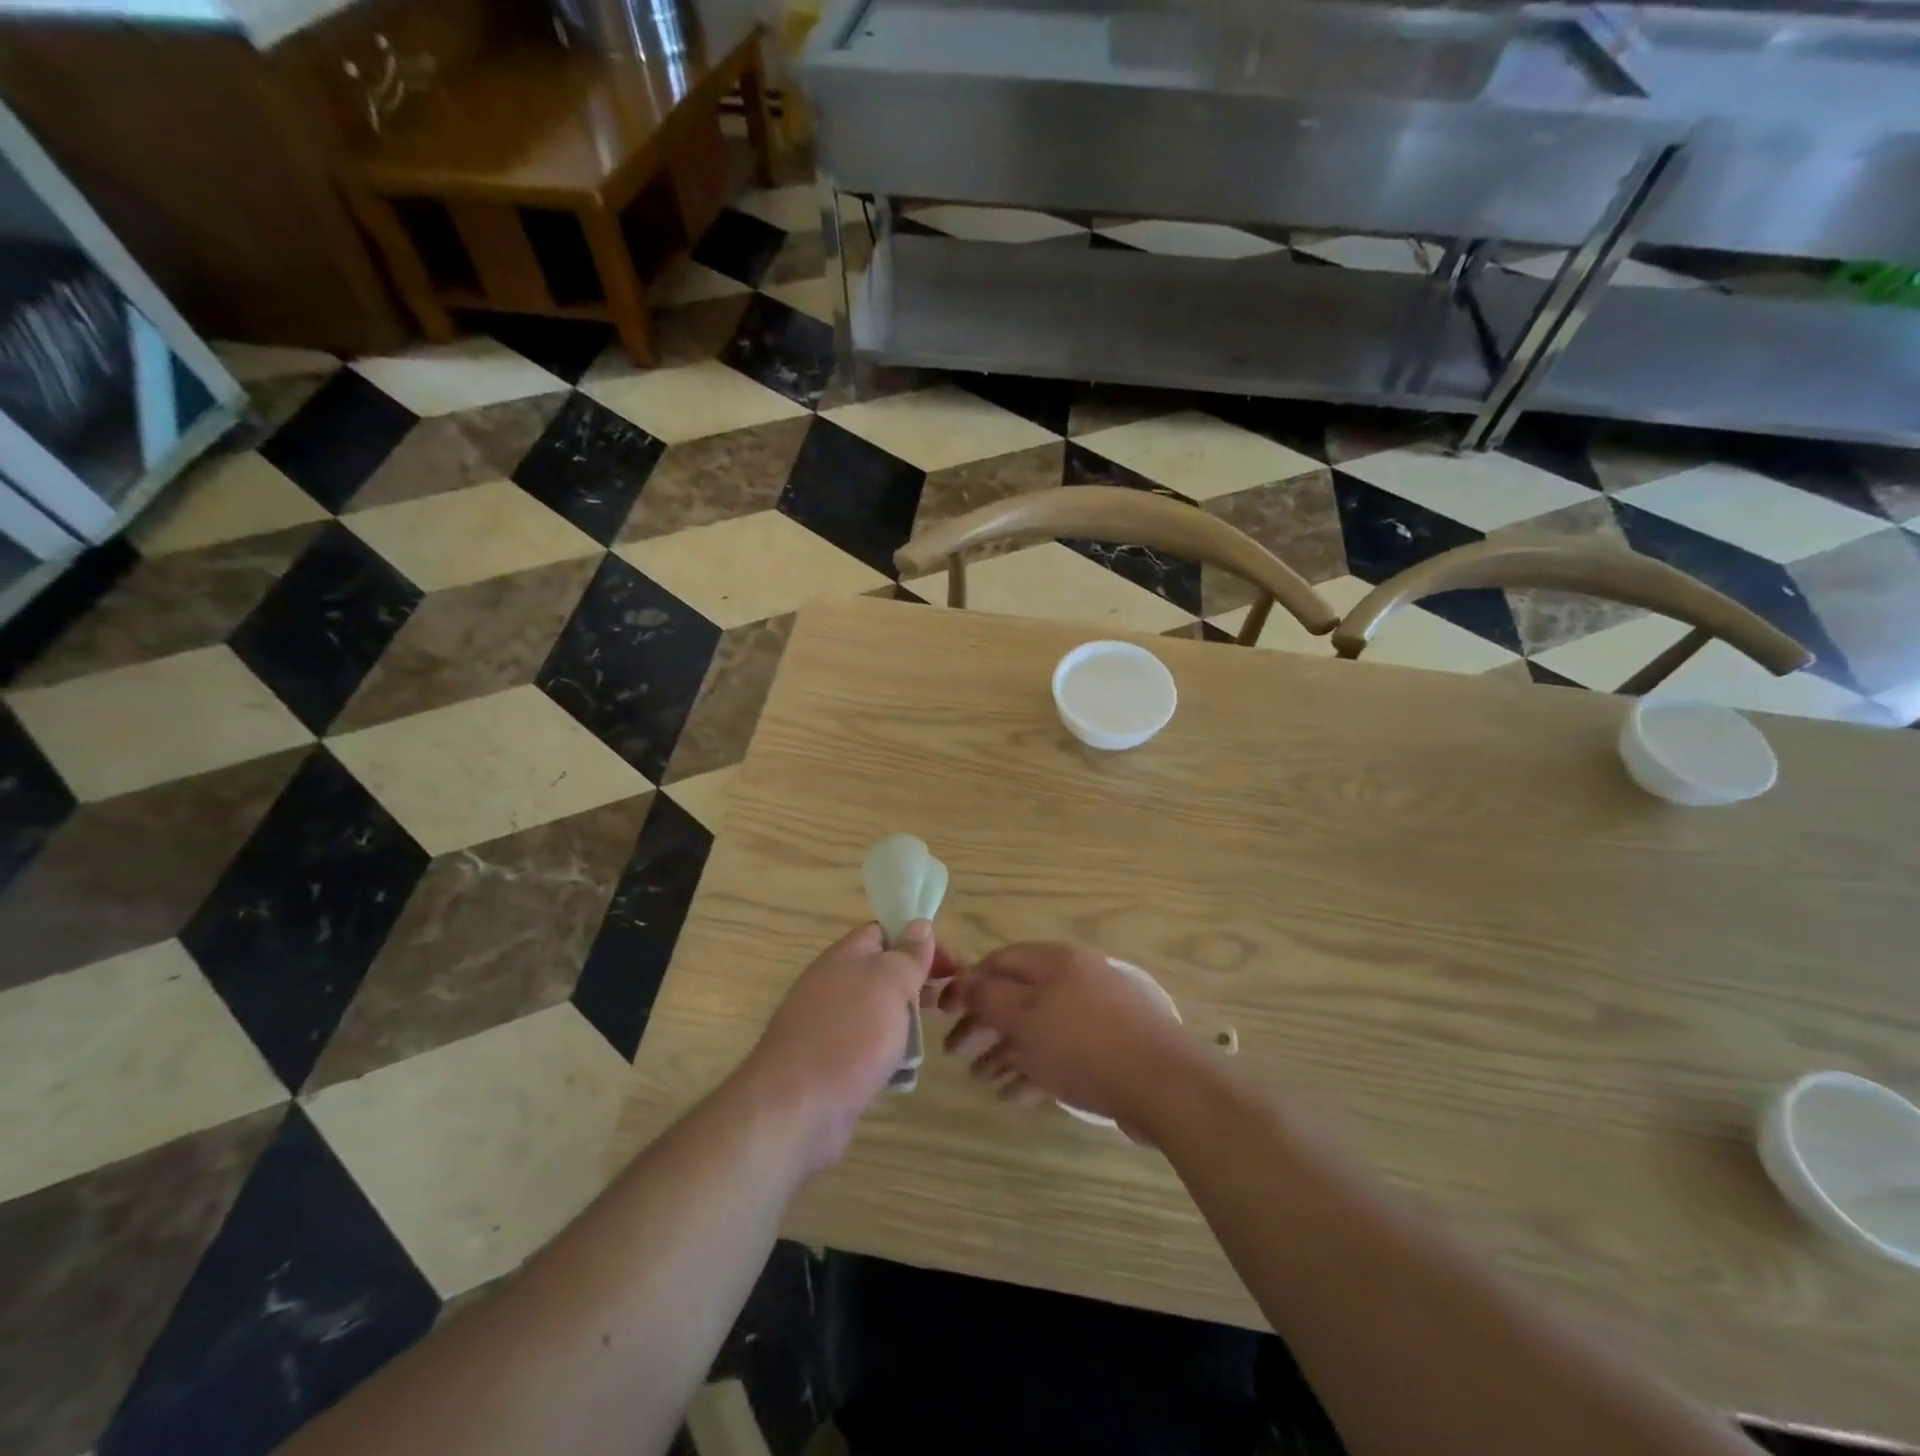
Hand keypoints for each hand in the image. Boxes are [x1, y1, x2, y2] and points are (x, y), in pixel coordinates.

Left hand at [743, 921, 960, 1172]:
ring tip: (932, 1035)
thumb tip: (919, 925)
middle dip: (917, 983)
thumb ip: (907, 955)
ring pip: (877, 1012)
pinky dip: (887, 1053)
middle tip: (949, 1000)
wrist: (795, 1108)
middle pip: (882, 972)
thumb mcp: (889, 983)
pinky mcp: (828, 1063)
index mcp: (844, 956)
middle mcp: (832, 985)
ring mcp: (827, 1026)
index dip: (920, 941)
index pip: (884, 932)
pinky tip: (904, 1070)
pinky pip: (866, 1047)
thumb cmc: (849, 1035)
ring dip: (905, 1021)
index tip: (952, 965)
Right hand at [942, 942, 1193, 1127]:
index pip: (998, 961)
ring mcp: (1093, 1014)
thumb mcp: (1024, 1016)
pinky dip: (1033, 1070)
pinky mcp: (1107, 1048)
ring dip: (1003, 1051)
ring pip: (1036, 1028)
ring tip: (980, 1079)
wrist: (1163, 1082)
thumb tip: (963, 983)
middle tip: (955, 1054)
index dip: (966, 984)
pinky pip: (1059, 1053)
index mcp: (1053, 961)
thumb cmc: (1083, 1043)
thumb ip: (987, 996)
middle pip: (1016, 996)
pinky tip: (1012, 1095)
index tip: (941, 1013)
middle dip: (982, 1024)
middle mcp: (1072, 979)